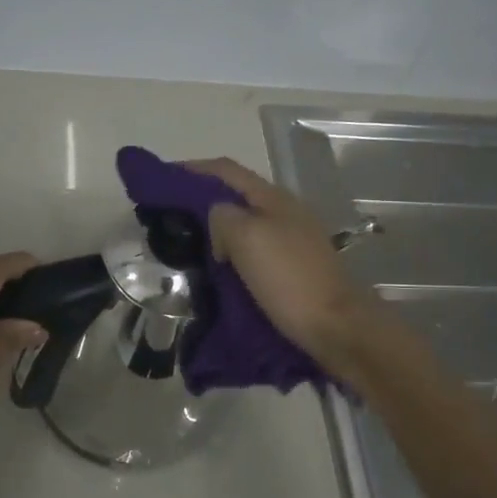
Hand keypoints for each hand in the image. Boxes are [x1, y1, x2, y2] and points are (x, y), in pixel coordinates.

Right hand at [188, 158, 392, 380]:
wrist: (336, 328)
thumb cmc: (289, 278)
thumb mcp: (248, 237)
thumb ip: (222, 216)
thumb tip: (216, 221)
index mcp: (273, 198)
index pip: (225, 170)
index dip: (191, 169)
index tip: (160, 179)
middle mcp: (283, 212)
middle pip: (234, 196)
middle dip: (199, 201)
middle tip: (167, 216)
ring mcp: (290, 241)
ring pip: (241, 225)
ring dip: (212, 230)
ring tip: (183, 244)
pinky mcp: (291, 269)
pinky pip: (250, 251)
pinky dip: (227, 254)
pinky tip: (213, 270)